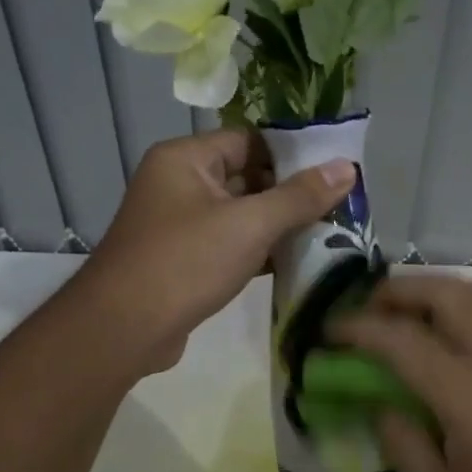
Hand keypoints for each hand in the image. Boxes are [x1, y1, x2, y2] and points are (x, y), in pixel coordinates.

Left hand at [80, 131, 354, 373]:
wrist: (122, 331)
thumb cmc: (185, 263)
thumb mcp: (249, 225)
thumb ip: (300, 196)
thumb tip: (348, 167)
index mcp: (186, 159)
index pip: (249, 140)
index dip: (293, 153)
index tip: (336, 169)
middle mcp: (179, 183)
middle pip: (247, 176)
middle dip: (292, 192)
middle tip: (341, 204)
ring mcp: (180, 224)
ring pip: (241, 214)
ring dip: (280, 224)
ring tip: (331, 231)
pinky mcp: (185, 259)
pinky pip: (231, 243)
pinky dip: (261, 250)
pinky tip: (299, 261)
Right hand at [329, 275, 471, 471]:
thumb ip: (400, 440)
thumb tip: (380, 401)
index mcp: (468, 394)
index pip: (400, 339)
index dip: (356, 328)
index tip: (326, 331)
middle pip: (445, 293)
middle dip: (397, 292)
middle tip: (365, 313)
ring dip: (432, 291)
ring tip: (401, 316)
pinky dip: (461, 306)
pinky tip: (443, 337)